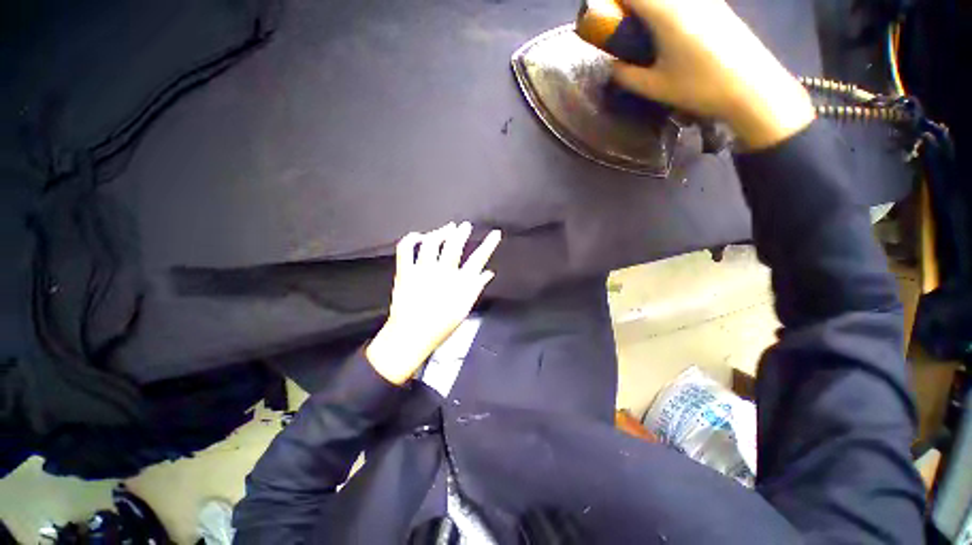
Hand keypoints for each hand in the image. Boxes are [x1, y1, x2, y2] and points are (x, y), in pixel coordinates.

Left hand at [366, 222, 501, 384]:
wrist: (410, 336)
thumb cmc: (439, 326)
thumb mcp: (464, 308)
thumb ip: (476, 288)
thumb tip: (488, 273)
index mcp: (458, 283)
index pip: (478, 259)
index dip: (488, 245)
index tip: (495, 234)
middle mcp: (441, 273)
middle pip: (454, 246)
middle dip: (461, 233)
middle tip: (464, 226)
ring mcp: (422, 271)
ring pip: (431, 243)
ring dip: (440, 233)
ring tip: (446, 228)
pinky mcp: (405, 272)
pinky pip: (405, 250)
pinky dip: (411, 239)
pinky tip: (418, 235)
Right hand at [611, 0, 814, 149]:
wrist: (752, 86)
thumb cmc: (699, 87)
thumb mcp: (655, 87)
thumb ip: (626, 75)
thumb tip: (612, 67)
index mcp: (667, 13)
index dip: (614, 2)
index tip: (604, 18)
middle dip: (632, 6)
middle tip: (623, 28)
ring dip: (651, 9)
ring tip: (644, 33)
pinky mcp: (718, 5)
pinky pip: (685, 2)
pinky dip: (669, 10)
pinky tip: (669, 33)